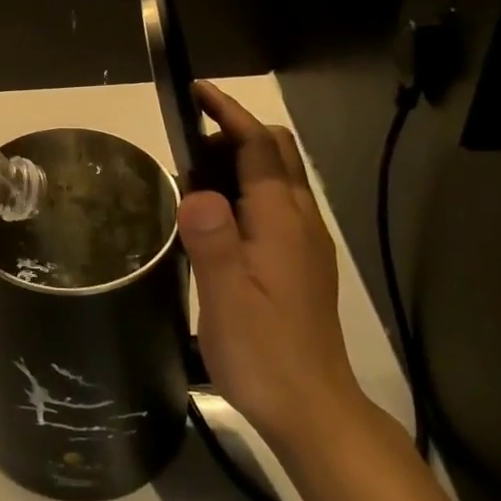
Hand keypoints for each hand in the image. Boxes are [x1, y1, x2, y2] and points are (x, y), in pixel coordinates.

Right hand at [179, 82, 363, 449]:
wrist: (313, 409)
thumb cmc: (264, 351)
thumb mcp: (226, 296)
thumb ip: (212, 238)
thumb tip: (193, 189)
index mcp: (282, 220)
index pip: (258, 146)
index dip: (228, 113)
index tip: (196, 91)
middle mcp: (301, 220)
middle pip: (277, 152)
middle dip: (235, 131)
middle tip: (187, 145)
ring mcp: (306, 242)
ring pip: (279, 177)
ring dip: (241, 159)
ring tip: (194, 179)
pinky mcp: (303, 262)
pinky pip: (277, 203)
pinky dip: (248, 188)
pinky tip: (219, 218)